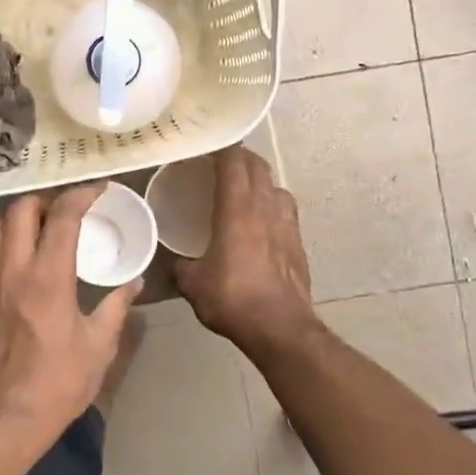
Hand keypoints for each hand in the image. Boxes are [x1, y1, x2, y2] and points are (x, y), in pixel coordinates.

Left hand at [0, 185, 138, 440]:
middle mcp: (12, 270)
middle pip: (20, 210)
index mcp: (49, 277)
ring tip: (37, 228)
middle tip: (65, 209)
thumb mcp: (99, 346)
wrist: (8, 418)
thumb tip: (135, 282)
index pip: (63, 217)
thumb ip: (117, 306)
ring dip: (17, 219)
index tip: (97, 190)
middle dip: (45, 200)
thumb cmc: (59, 383)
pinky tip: (3, 259)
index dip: (81, 195)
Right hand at [175, 147, 317, 350]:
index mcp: (237, 209)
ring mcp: (287, 223)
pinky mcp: (299, 242)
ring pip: (275, 186)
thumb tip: (176, 262)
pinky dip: (272, 206)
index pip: (233, 161)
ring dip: (260, 181)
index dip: (220, 148)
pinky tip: (261, 223)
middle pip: (257, 166)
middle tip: (219, 164)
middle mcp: (265, 207)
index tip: (204, 146)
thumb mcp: (193, 284)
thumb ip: (182, 266)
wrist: (281, 328)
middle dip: (239, 158)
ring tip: (243, 191)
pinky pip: (285, 210)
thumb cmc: (233, 298)